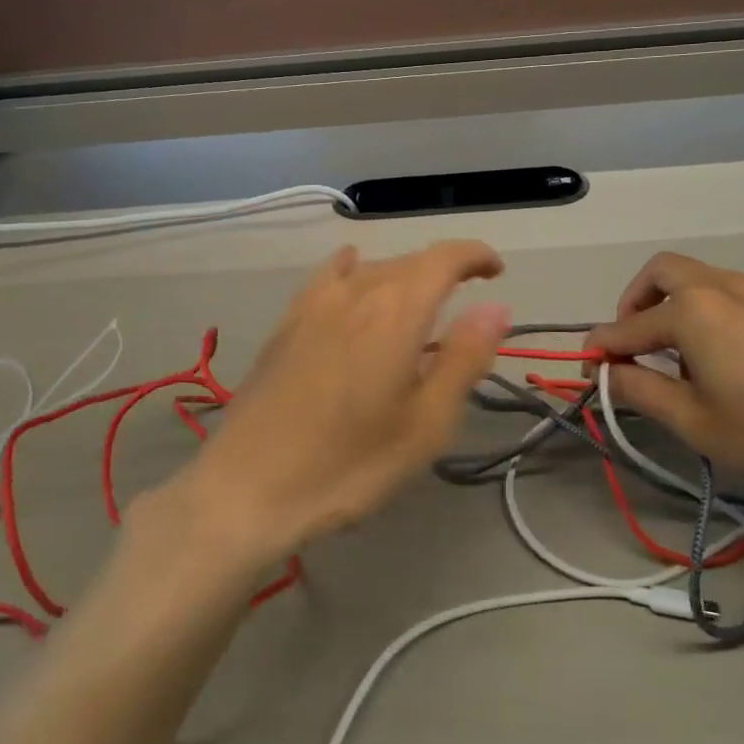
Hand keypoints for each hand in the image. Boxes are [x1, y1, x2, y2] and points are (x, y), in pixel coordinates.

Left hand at [178, 240, 509, 561]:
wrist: (248, 488)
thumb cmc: (349, 464)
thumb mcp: (425, 423)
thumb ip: (464, 358)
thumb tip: (495, 307)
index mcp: (397, 310)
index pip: (444, 258)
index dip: (475, 255)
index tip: (496, 272)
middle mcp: (356, 291)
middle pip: (409, 262)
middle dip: (444, 271)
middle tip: (466, 301)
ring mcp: (314, 304)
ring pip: (371, 269)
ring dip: (404, 277)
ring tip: (419, 305)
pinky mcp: (286, 323)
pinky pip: (329, 277)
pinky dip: (353, 270)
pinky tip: (351, 276)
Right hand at [584, 252, 743, 488]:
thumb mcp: (692, 422)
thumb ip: (639, 389)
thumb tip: (606, 372)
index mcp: (692, 311)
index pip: (629, 326)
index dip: (603, 347)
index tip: (590, 369)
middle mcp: (726, 287)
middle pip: (664, 271)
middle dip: (637, 299)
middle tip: (636, 339)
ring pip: (709, 280)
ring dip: (683, 304)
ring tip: (691, 352)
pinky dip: (728, 315)